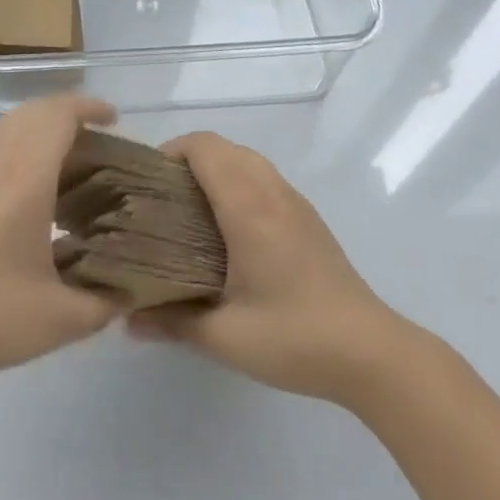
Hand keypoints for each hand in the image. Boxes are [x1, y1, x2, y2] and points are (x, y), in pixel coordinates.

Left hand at [0, 95, 123, 408]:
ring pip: (1, 129)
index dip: (89, 107)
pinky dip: (6, 150)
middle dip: (65, 116)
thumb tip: (126, 292)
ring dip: (33, 131)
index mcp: (22, 175)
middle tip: (94, 145)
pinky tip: (12, 192)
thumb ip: (103, 303)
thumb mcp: (58, 320)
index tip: (115, 119)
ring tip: (59, 165)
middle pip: (29, 113)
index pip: (58, 115)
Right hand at [129, 132, 405, 406]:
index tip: (146, 181)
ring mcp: (295, 202)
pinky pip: (264, 177)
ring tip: (191, 210)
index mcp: (247, 206)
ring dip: (215, 168)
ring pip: (246, 159)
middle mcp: (271, 192)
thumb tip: (127, 320)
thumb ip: (172, 322)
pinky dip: (238, 181)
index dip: (170, 151)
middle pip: (223, 146)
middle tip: (162, 197)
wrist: (372, 353)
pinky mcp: (308, 219)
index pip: (204, 147)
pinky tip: (230, 229)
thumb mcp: (225, 337)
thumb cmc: (294, 337)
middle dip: (187, 159)